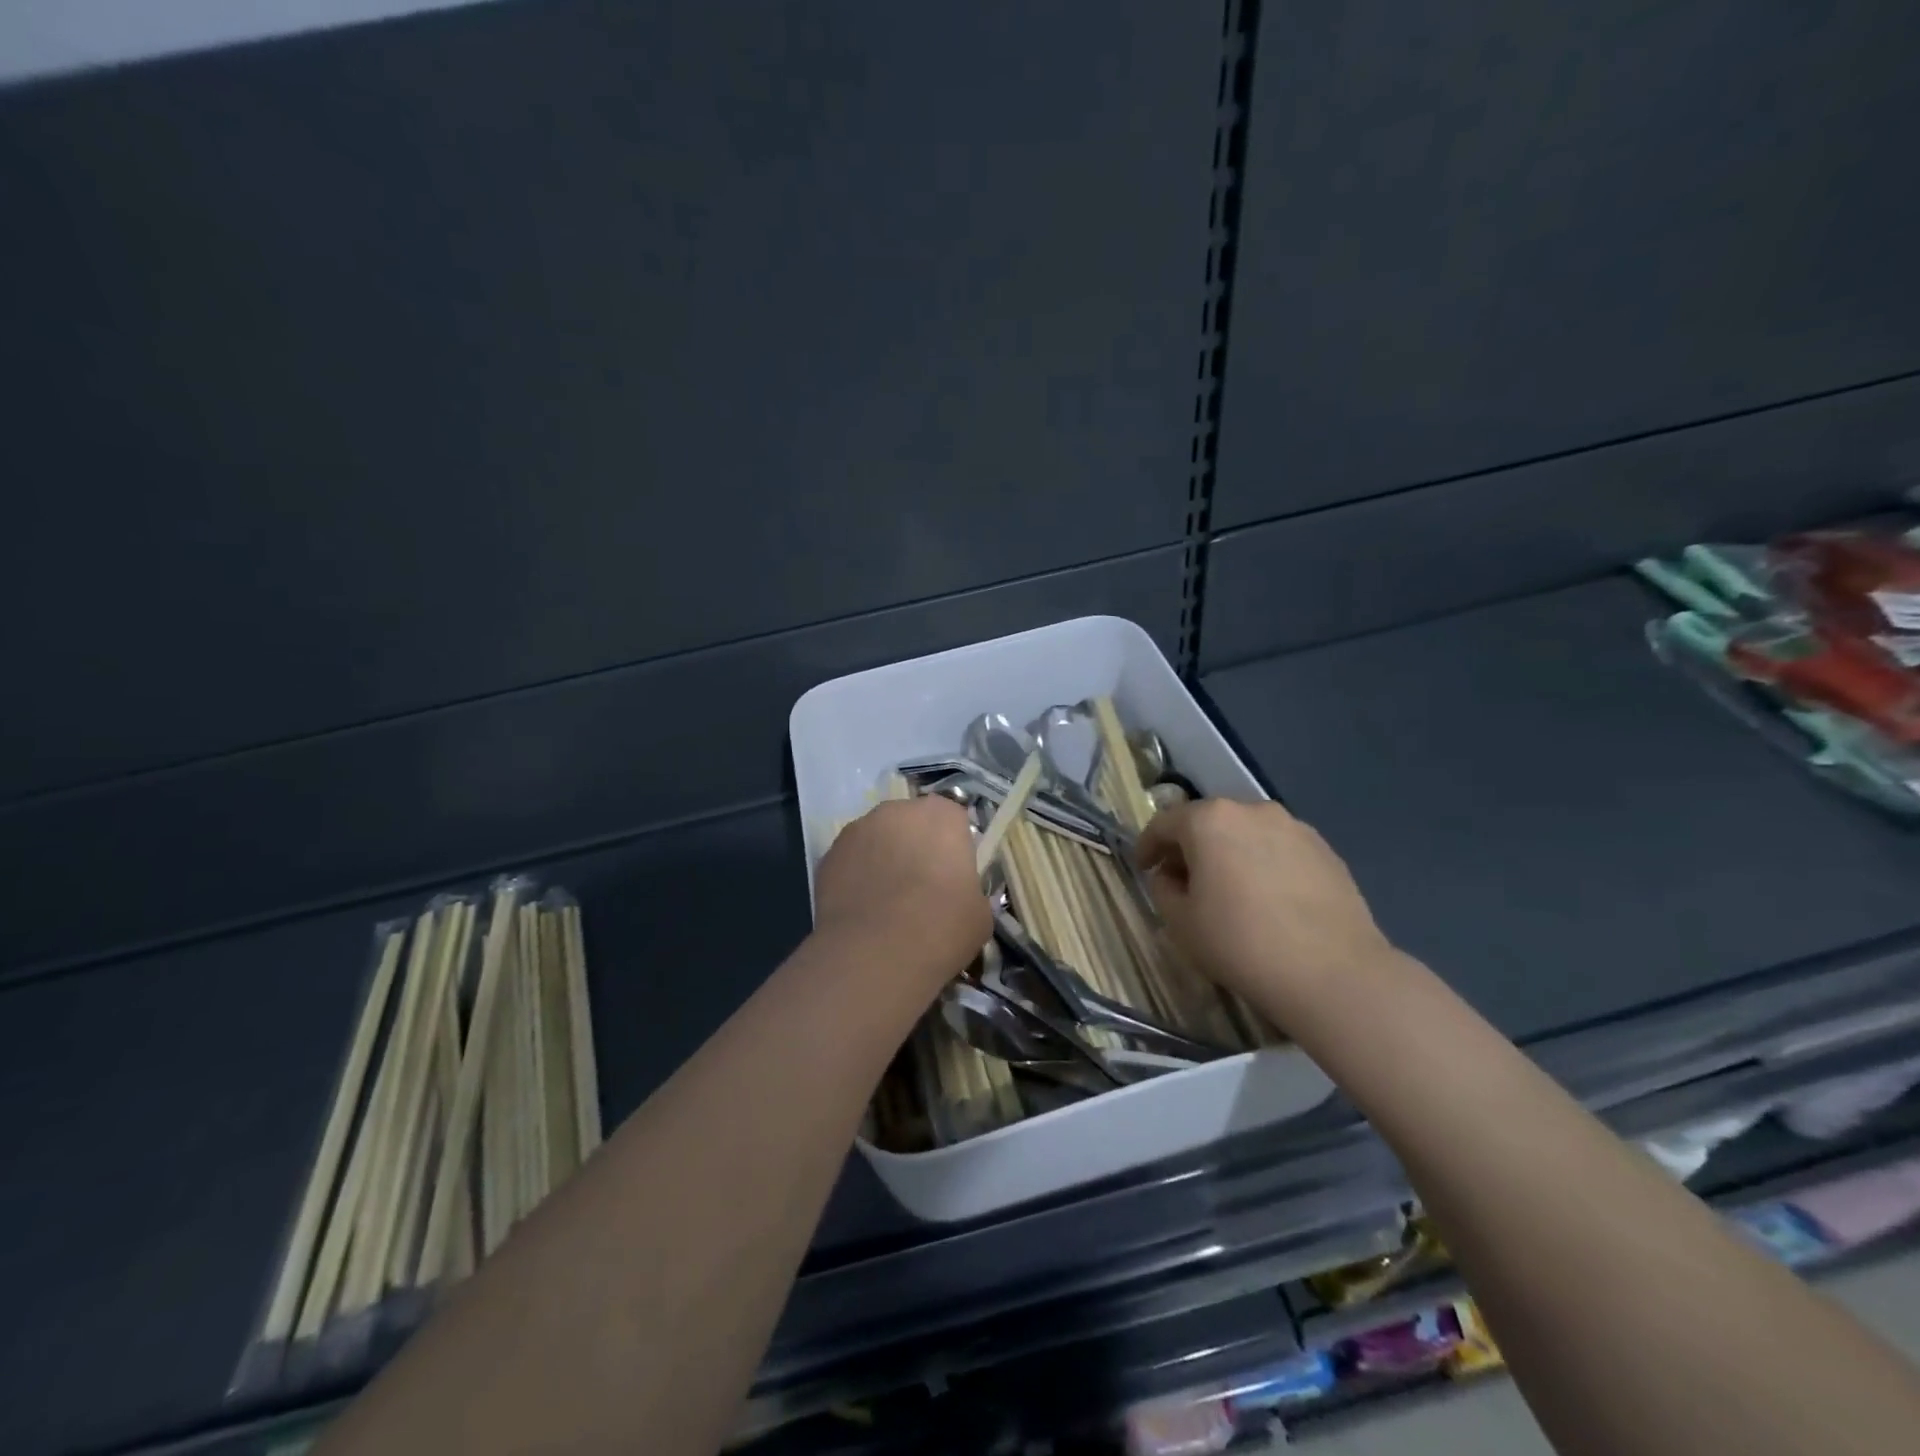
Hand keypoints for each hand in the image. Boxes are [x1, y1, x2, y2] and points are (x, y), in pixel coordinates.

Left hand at [813, 797, 989, 989]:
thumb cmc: (941, 927)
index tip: (952, 876)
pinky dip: (856, 878)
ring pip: (876, 840)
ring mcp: (857, 829)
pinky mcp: (828, 855)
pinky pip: (851, 861)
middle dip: (914, 847)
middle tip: (919, 888)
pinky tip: (862, 911)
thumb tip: (958, 897)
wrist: (875, 953)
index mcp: (942, 816)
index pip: (952, 820)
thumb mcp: (980, 913)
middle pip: (910, 823)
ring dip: (882, 859)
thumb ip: (969, 891)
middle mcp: (898, 811)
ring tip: (885, 903)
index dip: (952, 847)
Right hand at [1136, 798, 1395, 1017]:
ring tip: (1230, 891)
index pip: (1164, 823)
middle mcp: (1252, 811)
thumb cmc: (1241, 943)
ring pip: (1247, 833)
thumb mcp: (1181, 922)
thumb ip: (1163, 889)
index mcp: (1209, 820)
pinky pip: (1280, 850)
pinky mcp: (1326, 851)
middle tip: (1184, 880)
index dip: (1148, 846)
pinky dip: (1264, 865)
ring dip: (1230, 854)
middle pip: (1208, 822)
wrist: (1333, 974)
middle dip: (1191, 847)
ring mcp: (1294, 827)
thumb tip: (1170, 876)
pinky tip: (1268, 900)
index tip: (1143, 869)